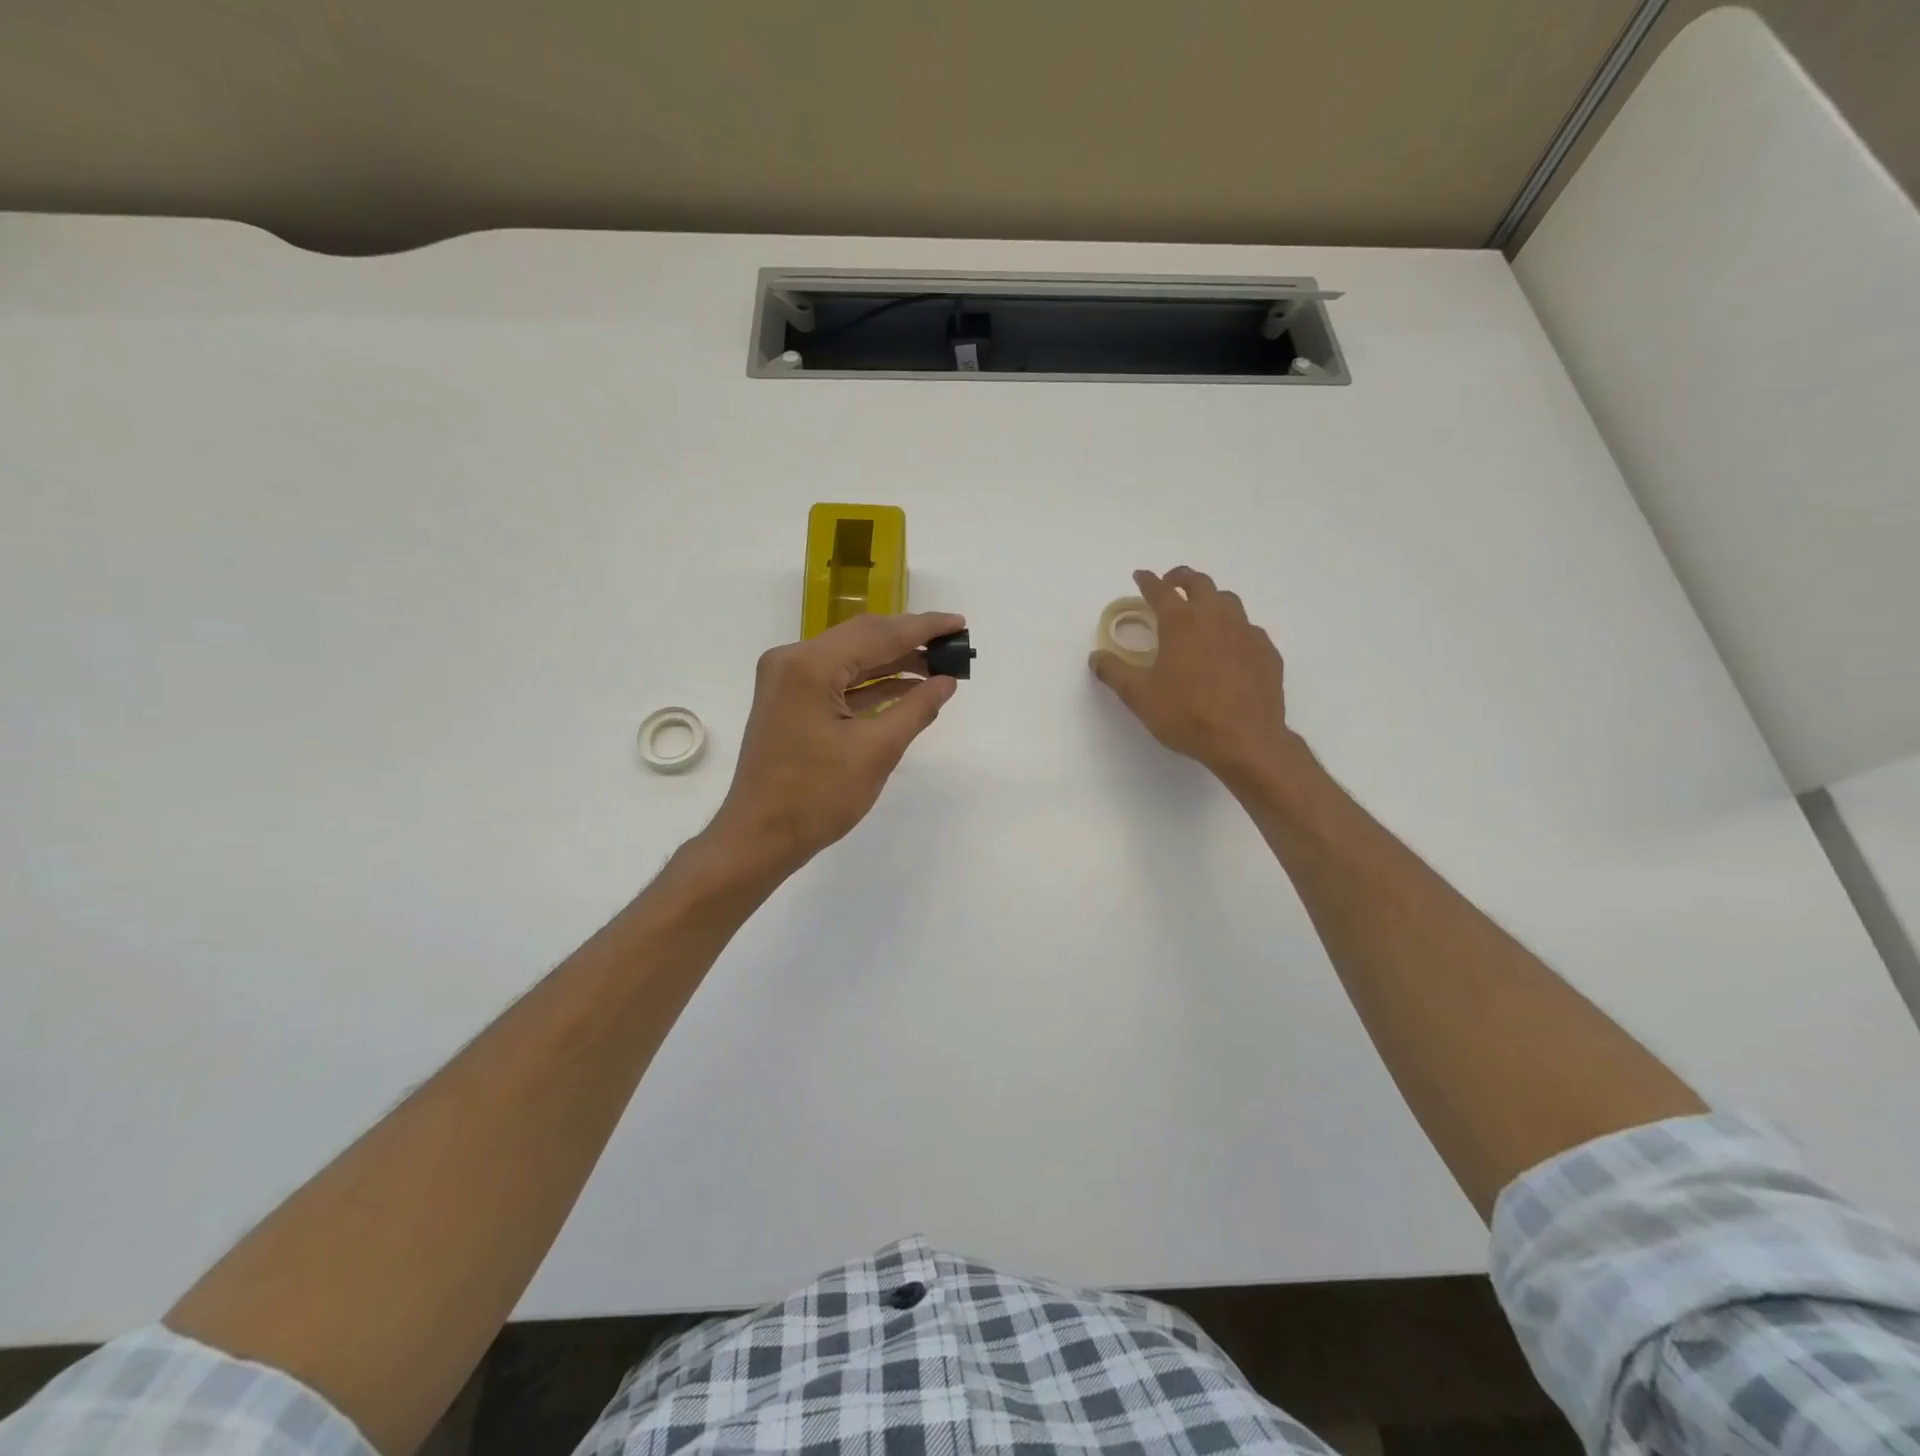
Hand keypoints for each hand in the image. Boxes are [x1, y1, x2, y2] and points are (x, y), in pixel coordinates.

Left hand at [706, 612, 964, 870]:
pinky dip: (871, 684)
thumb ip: (916, 709)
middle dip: (910, 641)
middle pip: (863, 638)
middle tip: (953, 644)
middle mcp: (793, 660)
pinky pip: (838, 681)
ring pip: (851, 658)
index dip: (923, 628)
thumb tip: (947, 681)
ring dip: (893, 663)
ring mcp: (788, 680)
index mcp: (810, 665)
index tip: (960, 623)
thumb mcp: (876, 752)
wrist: (759, 837)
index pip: (878, 634)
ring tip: (939, 666)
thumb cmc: (817, 797)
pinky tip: (907, 688)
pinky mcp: (790, 701)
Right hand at [1089, 568, 1297, 788]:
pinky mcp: (1267, 652)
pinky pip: (1248, 629)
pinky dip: (1234, 628)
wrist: (1245, 740)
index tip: (1140, 576)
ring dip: (1211, 599)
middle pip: (1200, 583)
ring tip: (1201, 612)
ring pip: (1229, 601)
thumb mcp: (1139, 696)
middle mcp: (1216, 617)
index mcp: (1181, 622)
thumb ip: (1114, 672)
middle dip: (1182, 578)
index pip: (1160, 590)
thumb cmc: (1186, 714)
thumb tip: (1097, 657)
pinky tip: (1229, 647)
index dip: (1147, 581)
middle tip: (1171, 583)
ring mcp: (1247, 632)